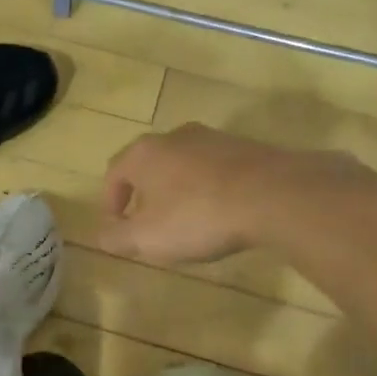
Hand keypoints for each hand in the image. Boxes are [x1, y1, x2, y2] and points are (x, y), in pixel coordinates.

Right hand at [99, 124, 370, 265]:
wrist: (274, 195)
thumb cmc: (199, 216)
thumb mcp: (148, 238)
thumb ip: (117, 237)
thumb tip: (102, 235)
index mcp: (144, 153)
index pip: (114, 172)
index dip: (110, 202)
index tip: (117, 228)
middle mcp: (175, 136)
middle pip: (149, 164)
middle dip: (145, 194)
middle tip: (149, 223)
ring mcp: (214, 138)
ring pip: (184, 164)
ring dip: (179, 190)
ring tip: (187, 220)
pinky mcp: (247, 147)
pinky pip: (216, 169)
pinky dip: (210, 188)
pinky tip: (221, 212)